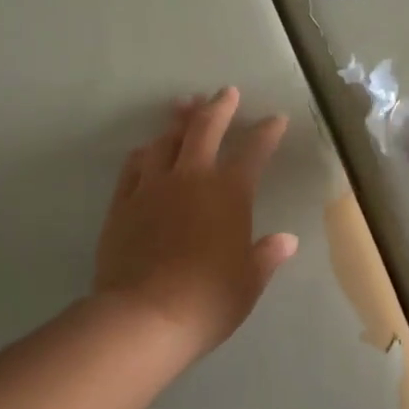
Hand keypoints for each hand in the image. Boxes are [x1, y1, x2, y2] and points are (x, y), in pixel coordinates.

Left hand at [93, 87, 298, 363]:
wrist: (144, 316)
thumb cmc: (208, 299)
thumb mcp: (248, 282)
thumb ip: (265, 256)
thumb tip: (286, 241)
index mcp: (229, 194)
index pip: (254, 152)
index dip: (267, 132)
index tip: (275, 119)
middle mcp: (191, 179)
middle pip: (205, 129)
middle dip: (219, 107)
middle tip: (225, 92)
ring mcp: (153, 187)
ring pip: (165, 141)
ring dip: (178, 123)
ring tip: (184, 109)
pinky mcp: (123, 204)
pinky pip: (134, 167)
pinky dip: (146, 153)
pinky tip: (147, 150)